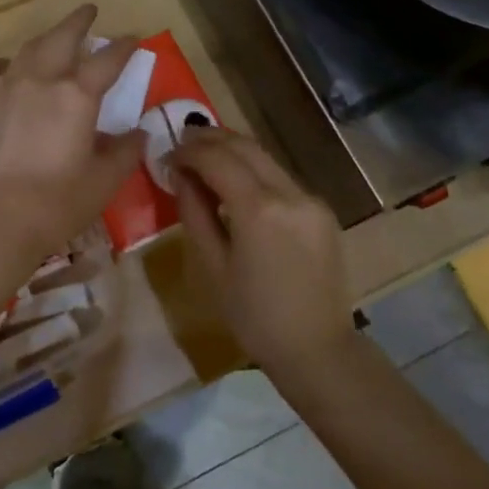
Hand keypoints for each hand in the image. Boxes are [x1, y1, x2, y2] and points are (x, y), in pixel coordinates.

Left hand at [0, 5, 146, 271]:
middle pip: (63, 38)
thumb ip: (126, 151)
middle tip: (89, 10)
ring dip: (46, 38)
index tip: (133, 39)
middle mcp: (41, 81)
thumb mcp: (104, 181)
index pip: (108, 61)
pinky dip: (1, 62)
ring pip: (28, 50)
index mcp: (77, 96)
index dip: (124, 47)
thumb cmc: (57, 203)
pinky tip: (6, 65)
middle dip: (79, 21)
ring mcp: (4, 88)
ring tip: (55, 36)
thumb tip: (140, 133)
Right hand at [171, 127, 353, 375]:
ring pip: (265, 158)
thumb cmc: (254, 317)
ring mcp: (311, 199)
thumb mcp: (212, 267)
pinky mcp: (322, 211)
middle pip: (245, 147)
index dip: (189, 151)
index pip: (218, 159)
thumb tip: (180, 175)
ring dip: (233, 151)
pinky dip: (254, 171)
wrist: (317, 349)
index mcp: (259, 210)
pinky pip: (281, 178)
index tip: (167, 155)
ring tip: (204, 156)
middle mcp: (290, 193)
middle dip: (211, 139)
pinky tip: (236, 183)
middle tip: (182, 141)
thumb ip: (194, 213)